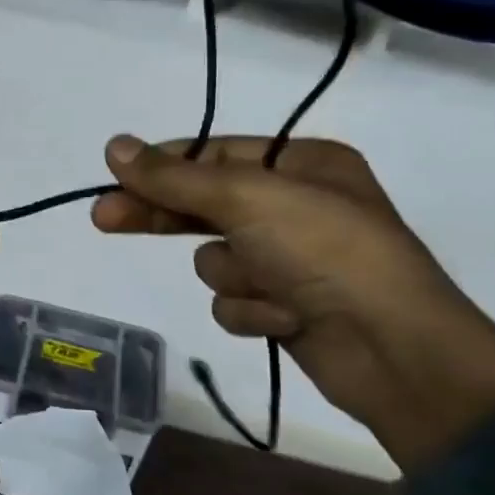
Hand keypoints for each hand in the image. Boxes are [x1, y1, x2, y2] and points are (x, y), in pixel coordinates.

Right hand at [91, 134, 494, 471]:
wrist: (391, 348)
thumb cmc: (326, 252)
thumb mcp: (248, 199)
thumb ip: (175, 177)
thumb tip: (114, 146)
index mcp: (303, 164)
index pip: (215, 155)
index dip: (163, 165)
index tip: (114, 175)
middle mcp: (297, 206)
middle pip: (206, 205)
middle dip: (163, 216)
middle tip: (102, 218)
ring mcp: (290, 260)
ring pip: (217, 261)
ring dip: (235, 277)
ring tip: (272, 289)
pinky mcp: (284, 306)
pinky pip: (235, 301)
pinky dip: (252, 311)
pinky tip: (285, 320)